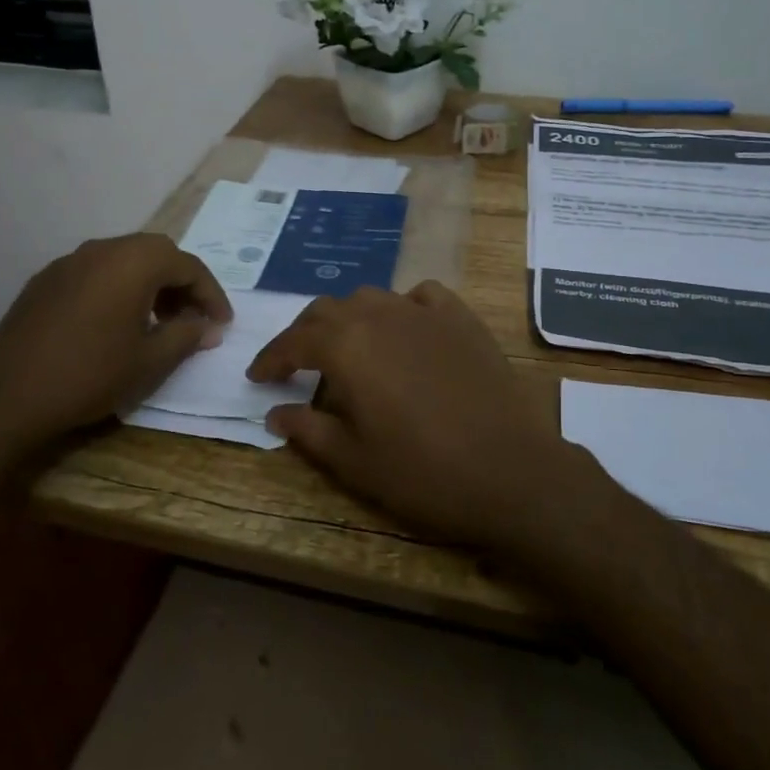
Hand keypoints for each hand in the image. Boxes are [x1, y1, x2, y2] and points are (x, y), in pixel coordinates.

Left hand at [0, 234, 230, 476]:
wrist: (6, 398)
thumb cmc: (89, 376)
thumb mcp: (149, 361)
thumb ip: (187, 335)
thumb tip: (209, 327)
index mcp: (133, 262)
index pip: (187, 265)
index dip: (211, 294)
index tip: (222, 323)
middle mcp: (102, 249)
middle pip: (156, 253)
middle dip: (181, 283)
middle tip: (192, 318)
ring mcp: (69, 261)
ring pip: (124, 259)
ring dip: (149, 283)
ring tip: (156, 322)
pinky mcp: (45, 280)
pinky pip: (95, 272)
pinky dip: (117, 287)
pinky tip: (114, 323)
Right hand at [247, 282, 588, 553]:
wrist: (511, 471)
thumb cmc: (424, 472)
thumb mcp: (354, 462)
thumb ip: (308, 431)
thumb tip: (274, 413)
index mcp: (347, 347)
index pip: (294, 341)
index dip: (271, 357)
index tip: (258, 375)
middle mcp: (380, 316)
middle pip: (328, 310)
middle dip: (305, 335)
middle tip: (296, 365)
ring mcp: (425, 313)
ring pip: (371, 299)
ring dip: (349, 318)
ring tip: (348, 347)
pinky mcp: (462, 319)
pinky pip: (421, 296)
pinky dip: (401, 307)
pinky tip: (405, 328)